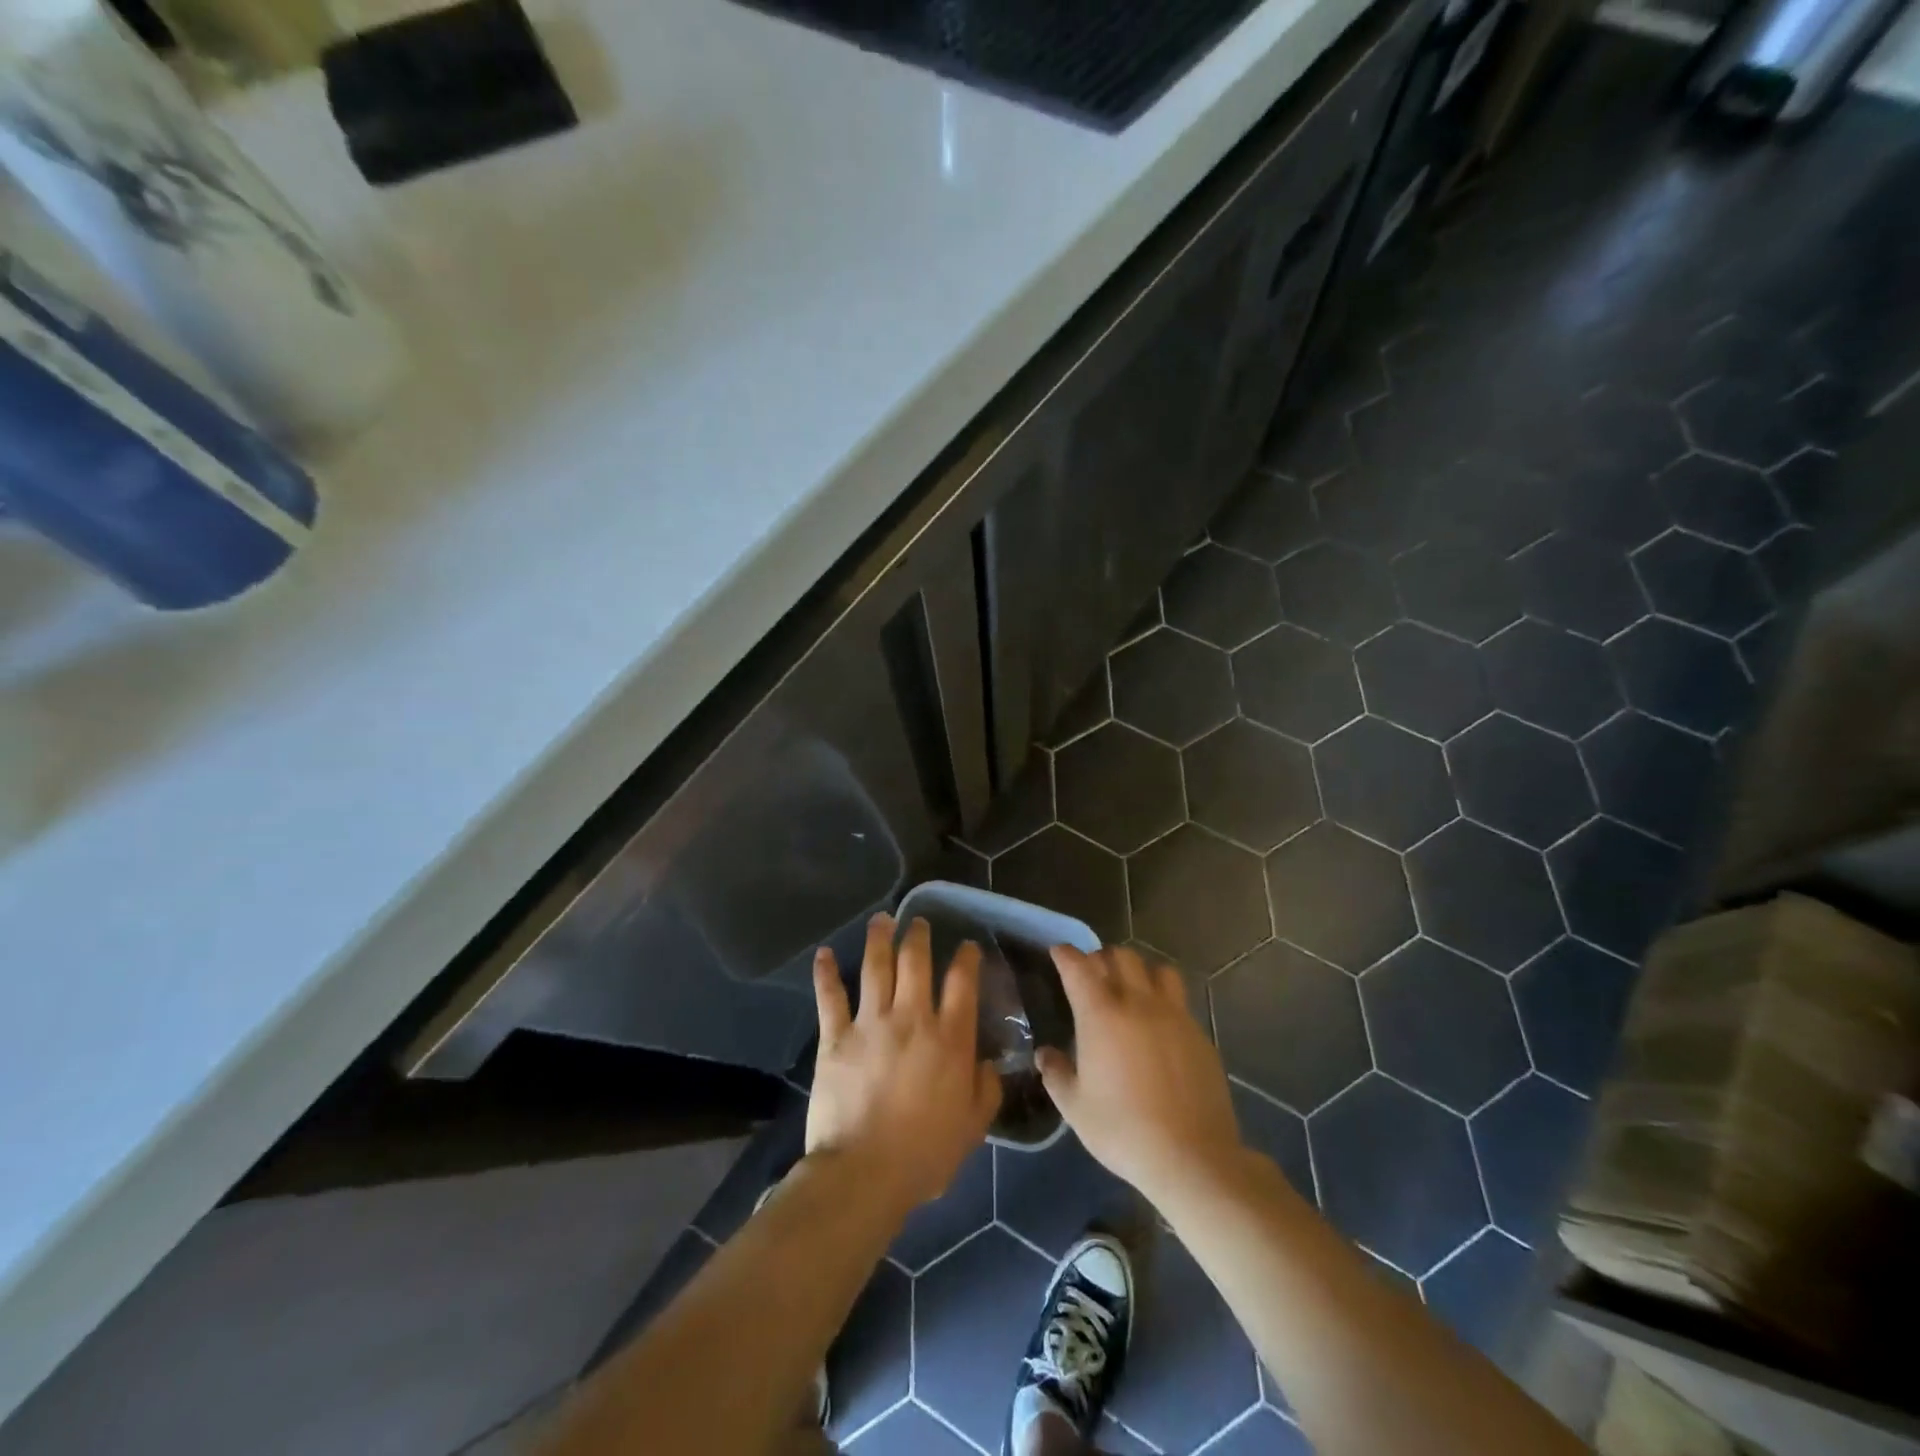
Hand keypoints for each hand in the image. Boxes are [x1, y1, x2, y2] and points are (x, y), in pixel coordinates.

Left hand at [805, 914, 1000, 1215]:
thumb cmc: (925, 1154)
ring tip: (882, 919)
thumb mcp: (973, 1127)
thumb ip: (986, 1090)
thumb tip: (988, 1063)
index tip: (967, 946)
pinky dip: (826, 973)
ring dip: (879, 938)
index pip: (962, 984)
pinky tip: (824, 953)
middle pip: (916, 962)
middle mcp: (912, 1018)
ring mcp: (871, 1023)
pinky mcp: (836, 1036)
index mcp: (949, 1039)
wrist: (864, 1172)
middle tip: (919, 922)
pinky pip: (830, 997)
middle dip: (919, 936)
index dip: (966, 958)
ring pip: (876, 967)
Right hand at [1037, 945, 1243, 1205]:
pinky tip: (1159, 1025)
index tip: (1059, 953)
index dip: (1066, 954)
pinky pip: (1179, 999)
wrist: (1191, 1157)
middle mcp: (1138, 1003)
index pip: (1079, 966)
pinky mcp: (1199, 1033)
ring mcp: (1174, 1015)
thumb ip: (1057, 1074)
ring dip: (1139, 971)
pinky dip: (1164, 998)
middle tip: (1093, 975)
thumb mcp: (1076, 1108)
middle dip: (1103, 958)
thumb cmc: (1123, 1130)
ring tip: (1132, 990)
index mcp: (1101, 1014)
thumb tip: (1045, 1054)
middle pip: (1121, 956)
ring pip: (1157, 969)